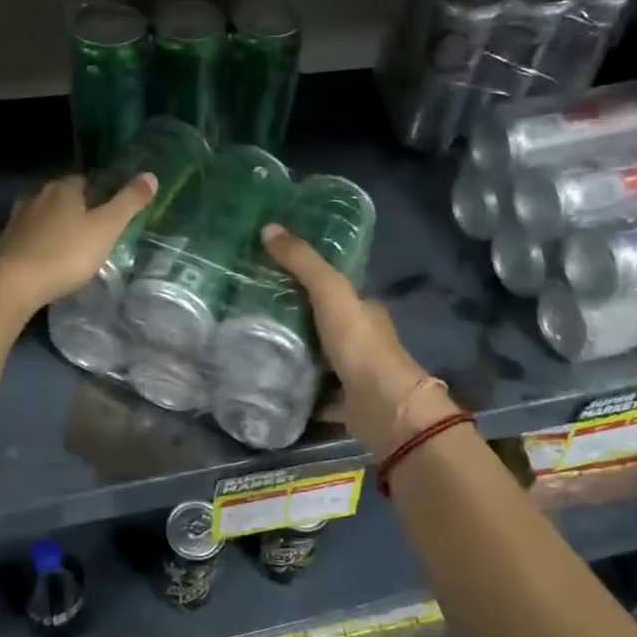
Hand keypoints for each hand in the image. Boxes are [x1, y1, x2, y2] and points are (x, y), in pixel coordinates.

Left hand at [0, 172, 156, 318]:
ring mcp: (17, 219)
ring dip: (56, 225)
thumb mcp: (106, 228)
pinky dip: (40, 243)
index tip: (109, 208)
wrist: (12, 284)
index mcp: (63, 189)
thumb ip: (129, 202)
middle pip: (61, 196)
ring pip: (43, 215)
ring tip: (72, 245)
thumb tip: (151, 175)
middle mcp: (37, 196)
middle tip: (94, 228)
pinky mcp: (4, 243)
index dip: (98, 191)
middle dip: (76, 208)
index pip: (83, 180)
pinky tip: (48, 259)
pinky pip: (29, 236)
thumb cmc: (65, 253)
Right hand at [261, 224, 455, 454]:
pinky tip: (269, 386)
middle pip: (324, 324)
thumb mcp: (331, 292)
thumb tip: (268, 228)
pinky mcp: (345, 405)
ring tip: (252, 345)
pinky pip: (315, 395)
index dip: (306, 279)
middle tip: (252, 312)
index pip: (334, 289)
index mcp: (365, 310)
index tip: (271, 275)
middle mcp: (362, 340)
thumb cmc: (360, 345)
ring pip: (319, 360)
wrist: (384, 408)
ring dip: (294, 354)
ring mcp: (355, 375)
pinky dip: (297, 391)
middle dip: (295, 318)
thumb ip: (303, 263)